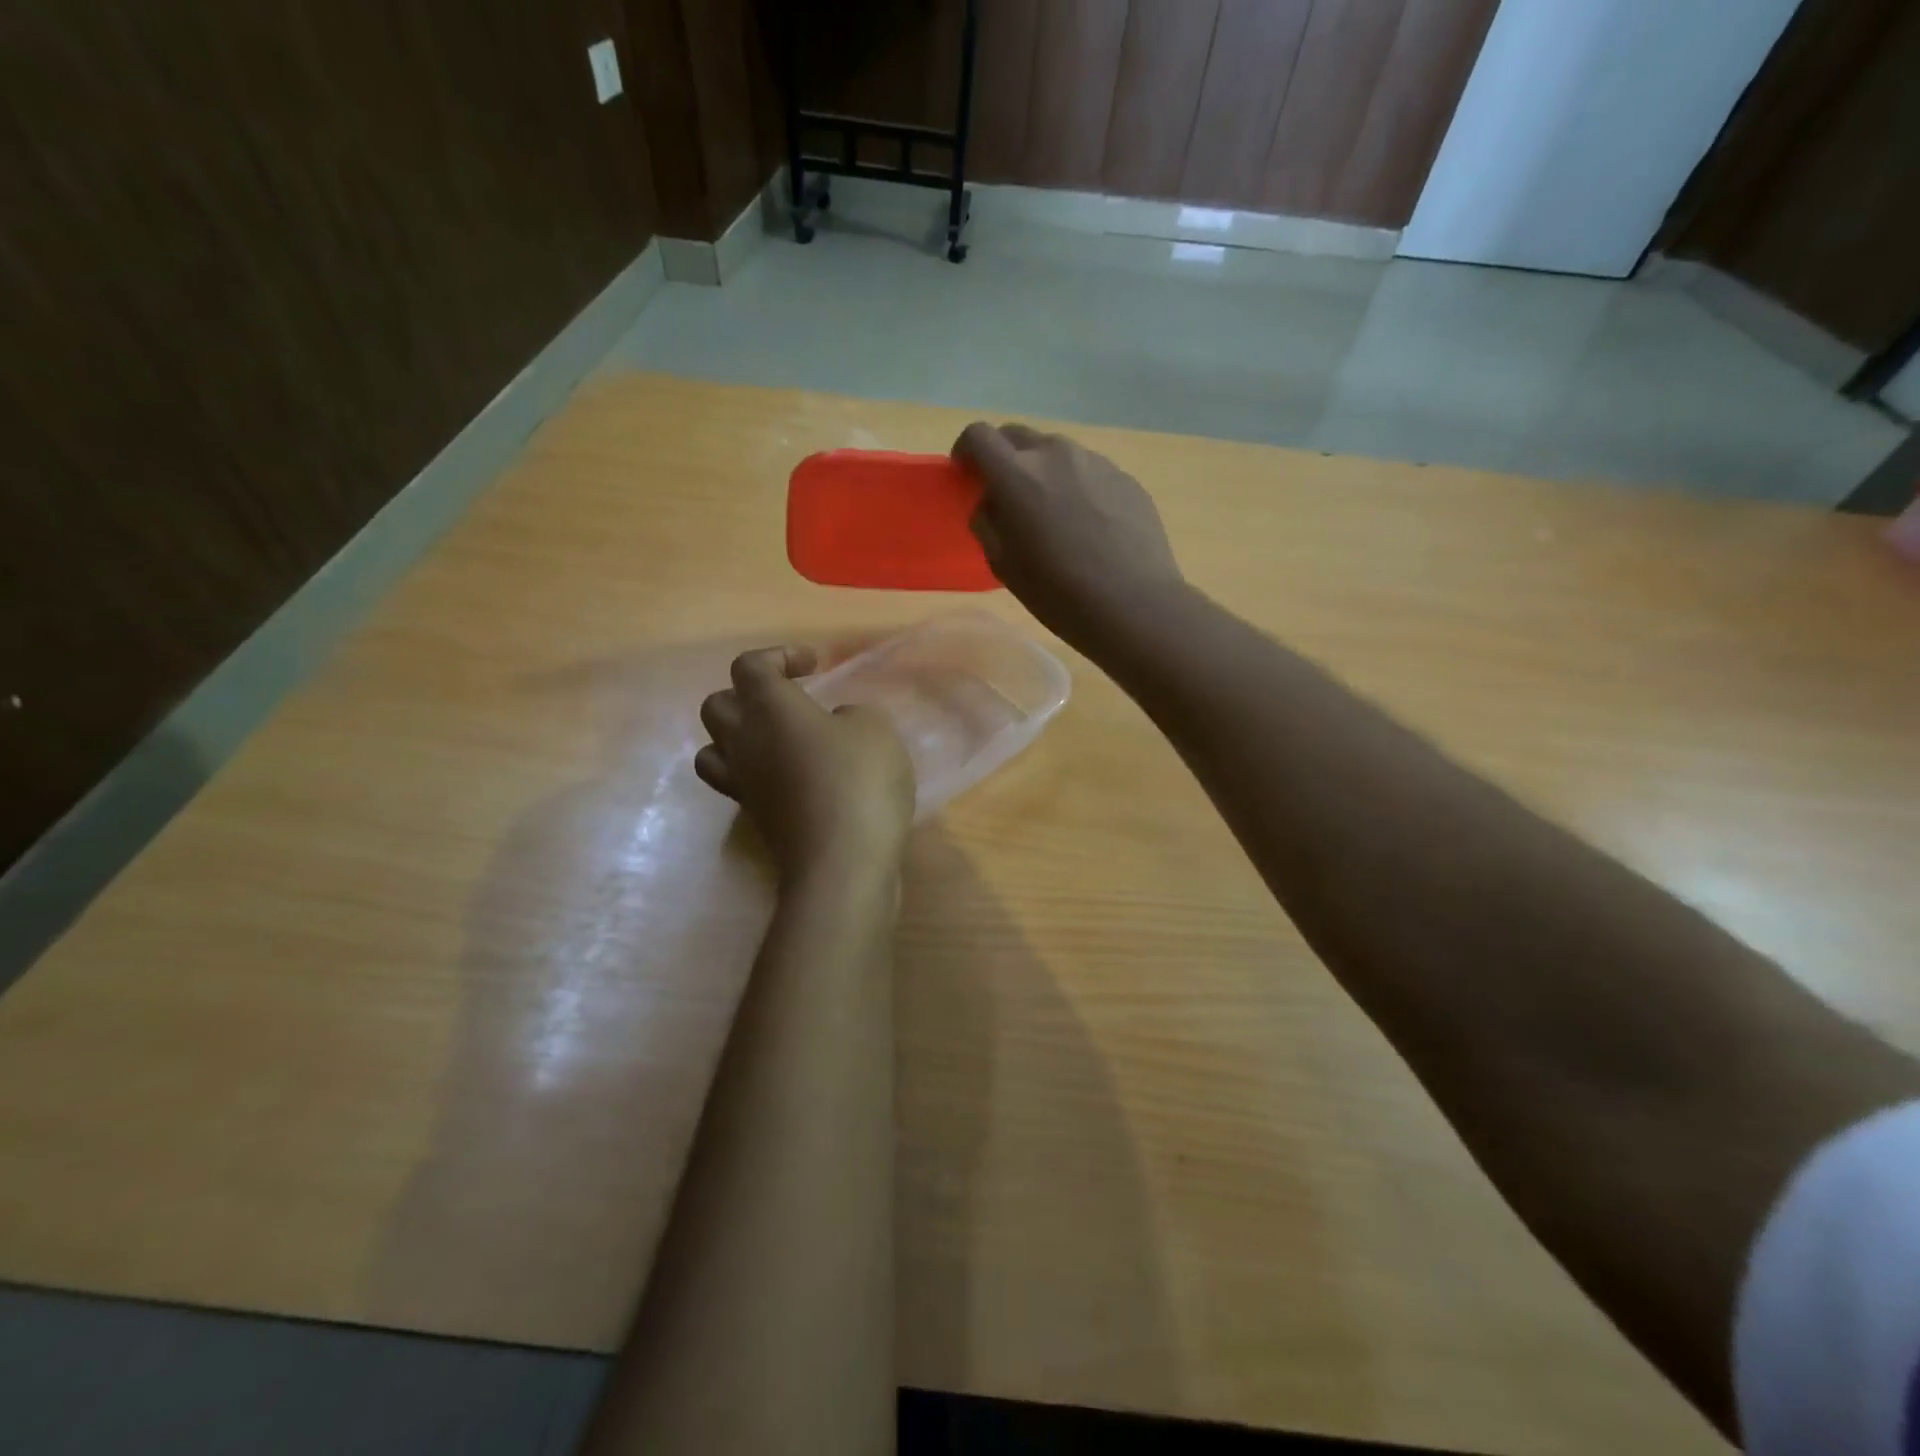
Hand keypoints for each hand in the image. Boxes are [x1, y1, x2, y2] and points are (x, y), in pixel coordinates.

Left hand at [696, 646, 914, 880]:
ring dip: (741, 736)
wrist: (841, 863)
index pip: (749, 666)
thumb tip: (834, 725)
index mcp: (769, 707)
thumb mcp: (875, 729)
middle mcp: (743, 741)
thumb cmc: (859, 781)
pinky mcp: (755, 818)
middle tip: (790, 701)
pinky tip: (794, 778)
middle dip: (749, 695)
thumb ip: (852, 715)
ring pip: (714, 748)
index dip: (779, 657)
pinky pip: (739, 783)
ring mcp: (743, 784)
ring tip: (779, 741)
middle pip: (718, 704)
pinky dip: (757, 773)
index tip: (815, 667)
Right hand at [954, 422, 1183, 647]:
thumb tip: (991, 504)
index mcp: (1017, 475)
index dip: (966, 451)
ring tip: (1052, 513)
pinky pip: (1089, 471)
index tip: (967, 474)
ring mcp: (1095, 462)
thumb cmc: (1059, 593)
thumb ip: (988, 524)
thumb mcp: (1005, 566)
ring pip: (1056, 452)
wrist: (1134, 605)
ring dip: (1043, 471)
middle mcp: (1055, 454)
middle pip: (1017, 436)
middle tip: (1007, 495)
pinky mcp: (1125, 477)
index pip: (978, 436)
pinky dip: (1077, 486)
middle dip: (1004, 457)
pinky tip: (1088, 525)